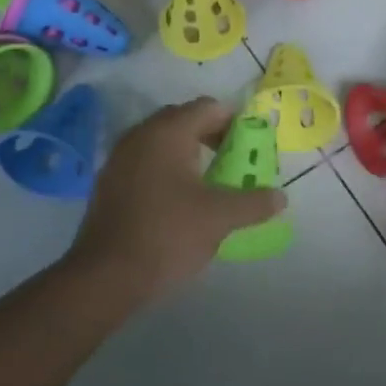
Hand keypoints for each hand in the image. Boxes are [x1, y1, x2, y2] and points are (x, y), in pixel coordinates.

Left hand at [67, 97, 286, 296]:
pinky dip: (166, 168)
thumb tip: (280, 198)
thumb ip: (254, 203)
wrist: (104, 277)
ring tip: (209, 181)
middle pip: (184, 119)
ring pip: (162, 141)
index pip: (209, 107)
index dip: (235, 122)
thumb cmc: (168, 235)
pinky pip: (145, 161)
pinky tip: (178, 199)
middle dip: (212, 135)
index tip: (250, 146)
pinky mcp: (109, 182)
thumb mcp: (220, 218)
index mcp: (168, 132)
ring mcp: (120, 158)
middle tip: (233, 160)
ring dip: (188, 152)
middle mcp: (141, 135)